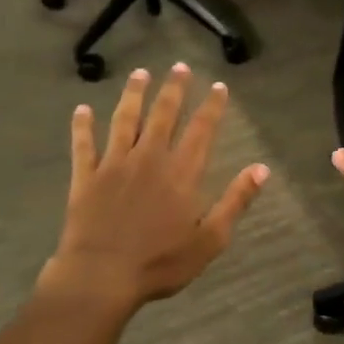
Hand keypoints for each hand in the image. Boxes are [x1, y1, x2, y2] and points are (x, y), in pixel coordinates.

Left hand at [44, 64, 269, 310]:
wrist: (101, 276)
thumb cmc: (161, 262)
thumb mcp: (210, 238)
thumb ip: (236, 201)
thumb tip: (262, 169)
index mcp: (182, 173)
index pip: (201, 130)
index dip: (211, 106)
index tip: (218, 86)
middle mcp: (149, 159)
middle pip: (163, 115)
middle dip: (173, 89)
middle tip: (179, 66)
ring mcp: (114, 165)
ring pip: (125, 120)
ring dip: (133, 95)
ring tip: (140, 74)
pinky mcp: (86, 177)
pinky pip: (84, 145)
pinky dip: (83, 126)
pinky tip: (82, 110)